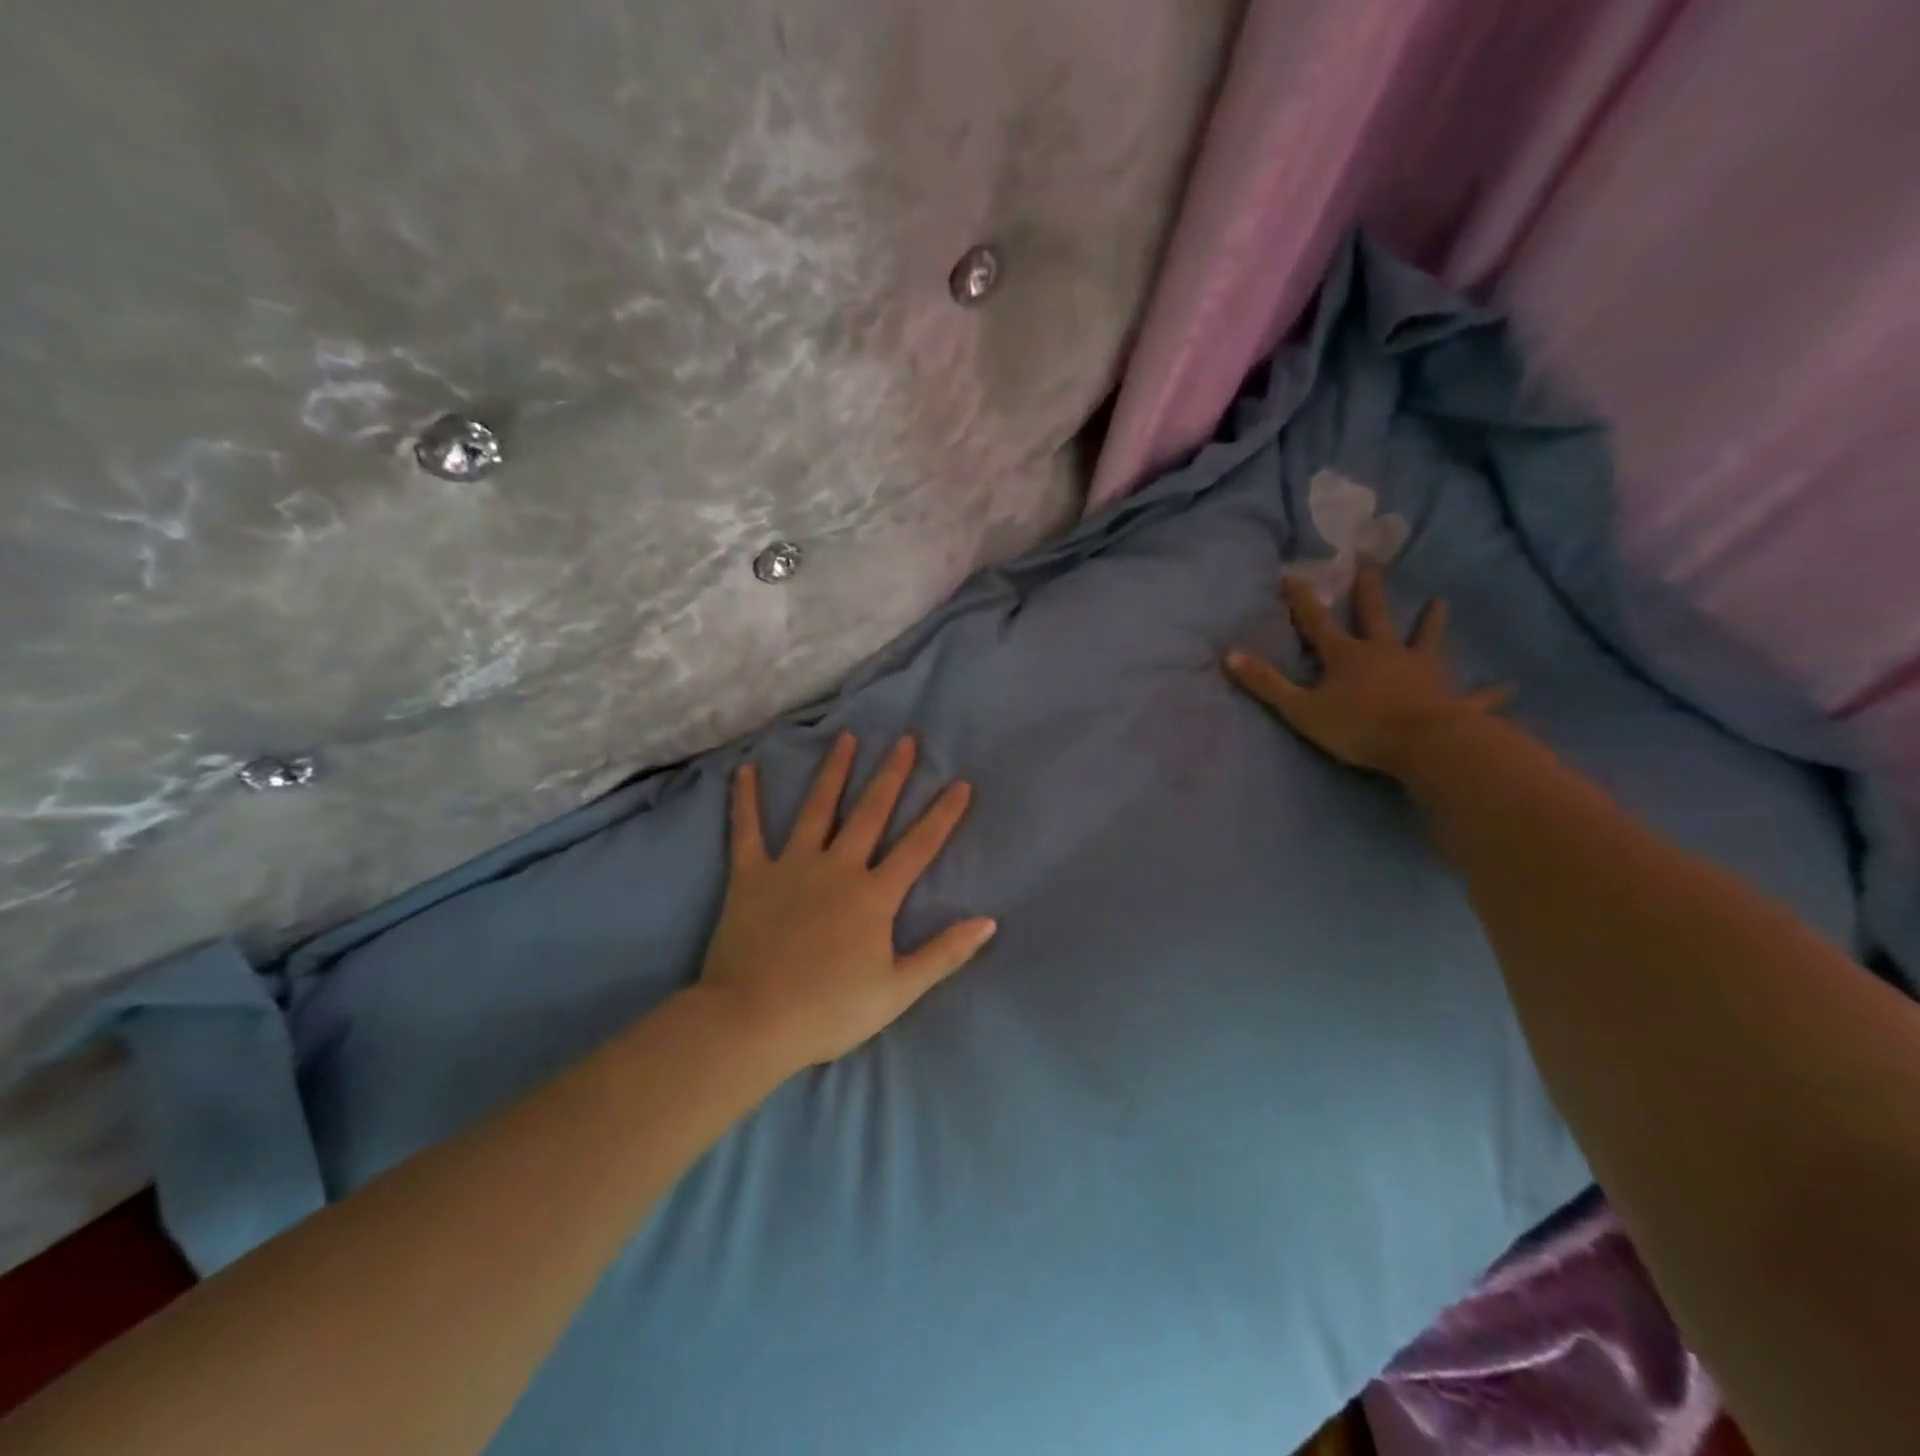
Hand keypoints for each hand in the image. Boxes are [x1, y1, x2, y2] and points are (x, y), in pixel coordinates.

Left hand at [693, 733, 995, 1072]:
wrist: (752, 1021)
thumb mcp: (898, 990)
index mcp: (874, 895)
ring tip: (847, 737)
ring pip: (818, 808)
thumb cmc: (829, 1011)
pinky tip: (745, 770)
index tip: (961, 783)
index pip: (918, 847)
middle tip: (905, 740)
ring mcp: (791, 866)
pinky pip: (747, 830)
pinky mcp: (750, 875)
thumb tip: (989, 922)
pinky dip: (745, 800)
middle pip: (871, 812)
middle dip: (892, 774)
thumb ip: (944, 953)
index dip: (943, 814)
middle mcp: (837, 868)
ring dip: (834, 771)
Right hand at [1224, 567, 1507, 776]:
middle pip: (1374, 618)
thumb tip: (1229, 655)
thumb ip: (1267, 683)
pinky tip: (1510, 688)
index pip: (1317, 622)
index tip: (1292, 574)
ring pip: (1425, 642)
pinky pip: (1473, 696)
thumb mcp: (1301, 709)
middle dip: (1368, 593)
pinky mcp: (1451, 698)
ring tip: (1441, 602)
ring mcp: (1421, 672)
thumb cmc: (1358, 727)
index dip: (1302, 600)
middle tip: (1371, 565)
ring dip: (1431, 623)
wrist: (1423, 745)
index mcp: (1346, 657)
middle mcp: (1385, 654)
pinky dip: (1489, 693)